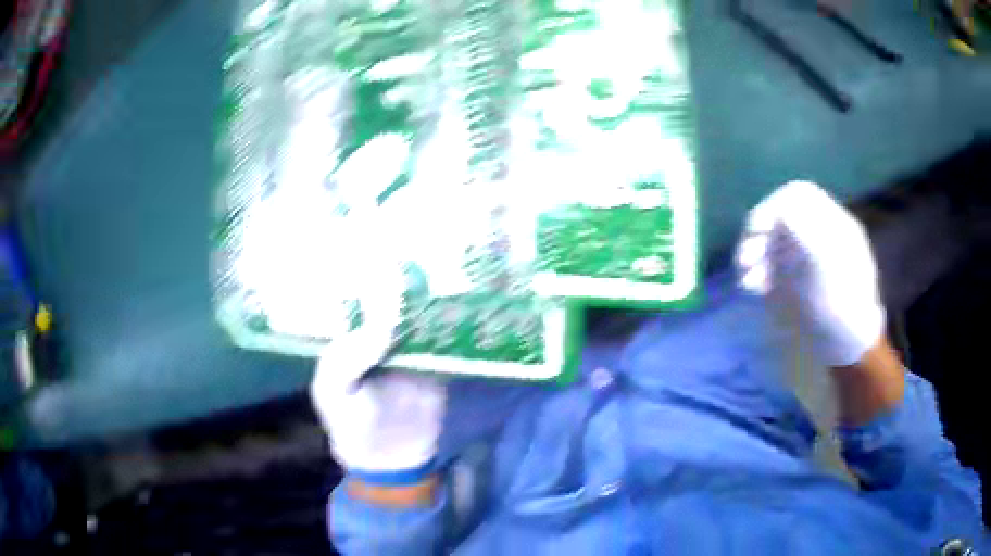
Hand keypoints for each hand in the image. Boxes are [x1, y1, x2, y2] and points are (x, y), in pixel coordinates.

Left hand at [309, 233, 445, 475]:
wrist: (394, 460)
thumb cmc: (352, 425)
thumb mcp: (335, 393)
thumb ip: (347, 358)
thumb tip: (383, 318)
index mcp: (350, 335)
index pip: (358, 292)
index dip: (367, 267)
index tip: (384, 234)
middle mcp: (381, 331)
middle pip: (395, 295)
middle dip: (408, 270)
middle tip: (430, 234)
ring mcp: (412, 344)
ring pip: (423, 311)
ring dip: (436, 291)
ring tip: (457, 255)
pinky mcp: (440, 359)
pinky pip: (447, 335)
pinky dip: (457, 320)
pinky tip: (472, 297)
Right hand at [736, 181, 884, 366]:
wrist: (844, 347)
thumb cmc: (841, 305)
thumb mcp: (826, 264)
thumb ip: (805, 231)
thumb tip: (782, 209)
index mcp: (831, 224)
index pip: (799, 196)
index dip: (776, 205)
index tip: (758, 227)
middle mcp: (816, 236)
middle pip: (780, 218)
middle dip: (759, 233)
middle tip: (745, 257)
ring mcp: (803, 260)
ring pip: (770, 243)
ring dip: (752, 254)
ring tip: (744, 276)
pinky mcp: (791, 283)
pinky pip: (767, 269)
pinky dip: (755, 274)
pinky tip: (751, 288)